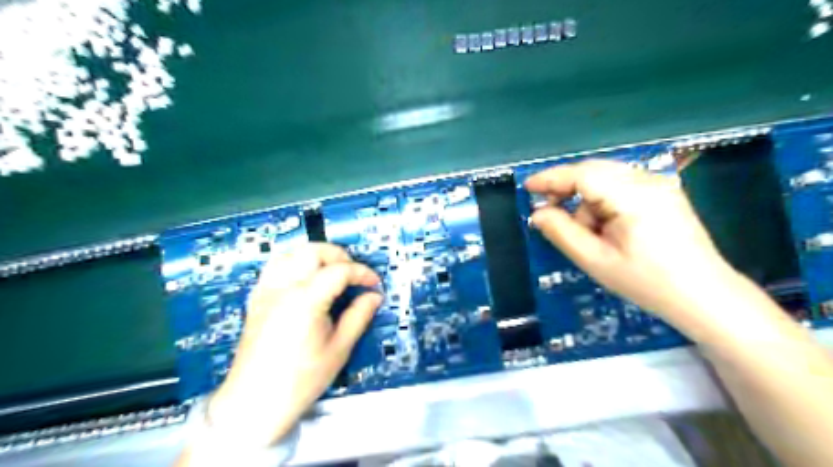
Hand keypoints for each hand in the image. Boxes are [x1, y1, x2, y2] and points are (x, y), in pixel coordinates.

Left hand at [207, 242, 382, 446]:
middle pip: (312, 251)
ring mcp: (266, 290)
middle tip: (354, 274)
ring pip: (291, 253)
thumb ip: (359, 316)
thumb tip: (374, 296)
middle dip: (339, 255)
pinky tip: (306, 279)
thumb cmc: (301, 380)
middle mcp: (282, 287)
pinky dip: (295, 263)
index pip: (339, 271)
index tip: (374, 284)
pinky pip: (276, 266)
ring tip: (332, 271)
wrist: (254, 403)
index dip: (362, 273)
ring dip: (316, 255)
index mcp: (305, 300)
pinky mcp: (256, 298)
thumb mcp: (339, 349)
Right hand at [523, 159, 737, 324]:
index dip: (552, 178)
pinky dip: (603, 202)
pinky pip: (621, 187)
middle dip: (567, 189)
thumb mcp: (595, 260)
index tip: (527, 187)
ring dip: (587, 201)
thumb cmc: (646, 282)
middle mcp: (648, 181)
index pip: (583, 174)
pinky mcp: (663, 193)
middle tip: (548, 211)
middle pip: (594, 171)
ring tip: (589, 235)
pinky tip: (606, 228)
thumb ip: (561, 232)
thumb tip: (538, 213)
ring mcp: (659, 185)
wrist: (704, 296)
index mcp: (633, 196)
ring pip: (606, 180)